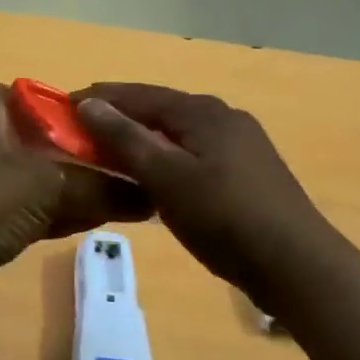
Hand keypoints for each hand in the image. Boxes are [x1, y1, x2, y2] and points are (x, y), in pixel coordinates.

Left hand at [0, 86, 152, 357]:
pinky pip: (26, 210)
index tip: (91, 119)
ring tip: (115, 193)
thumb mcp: (52, 185)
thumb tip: (151, 195)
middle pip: (34, 139)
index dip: (53, 102)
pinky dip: (55, 212)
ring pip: (34, 178)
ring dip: (69, 186)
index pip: (19, 94)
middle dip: (73, 151)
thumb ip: (102, 187)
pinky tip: (90, 221)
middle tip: (115, 160)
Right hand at [74, 83, 359, 359]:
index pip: (137, 94)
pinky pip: (193, 151)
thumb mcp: (166, 177)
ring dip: (141, 138)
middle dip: (118, 117)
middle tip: (81, 134)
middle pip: (158, 109)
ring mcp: (239, 143)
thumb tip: (89, 103)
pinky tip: (154, 176)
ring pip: (176, 132)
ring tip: (109, 154)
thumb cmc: (223, 217)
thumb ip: (125, 138)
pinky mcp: (247, 170)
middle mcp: (222, 116)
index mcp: (201, 111)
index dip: (98, 98)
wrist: (297, 265)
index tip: (62, 107)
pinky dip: (165, 156)